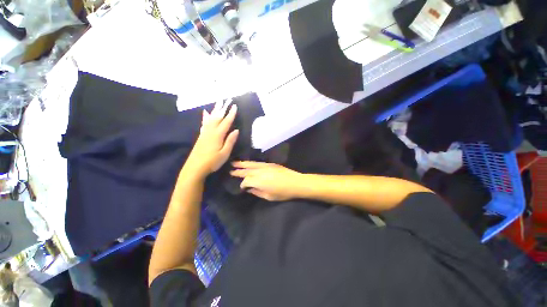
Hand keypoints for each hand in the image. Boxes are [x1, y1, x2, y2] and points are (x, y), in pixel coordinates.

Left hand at [184, 101, 238, 177]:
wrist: (195, 168)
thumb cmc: (212, 162)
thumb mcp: (224, 154)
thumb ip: (230, 141)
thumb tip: (236, 130)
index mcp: (218, 135)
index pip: (226, 122)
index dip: (231, 114)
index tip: (234, 106)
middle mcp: (210, 131)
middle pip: (217, 117)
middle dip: (222, 108)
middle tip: (226, 99)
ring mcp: (204, 133)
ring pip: (210, 118)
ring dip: (215, 110)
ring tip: (218, 103)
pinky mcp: (201, 136)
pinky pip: (204, 123)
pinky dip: (205, 117)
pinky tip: (205, 113)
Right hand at [230, 161, 303, 200]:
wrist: (296, 183)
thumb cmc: (283, 193)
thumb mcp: (269, 197)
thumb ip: (257, 192)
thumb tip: (250, 189)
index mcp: (258, 181)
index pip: (246, 181)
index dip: (242, 184)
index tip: (242, 187)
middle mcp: (260, 172)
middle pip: (246, 171)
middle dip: (238, 171)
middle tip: (230, 170)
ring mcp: (265, 166)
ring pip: (251, 164)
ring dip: (242, 164)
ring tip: (235, 163)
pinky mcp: (270, 164)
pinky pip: (258, 162)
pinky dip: (251, 163)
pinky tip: (248, 163)